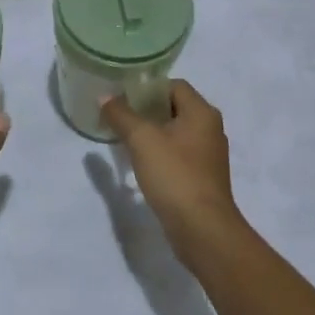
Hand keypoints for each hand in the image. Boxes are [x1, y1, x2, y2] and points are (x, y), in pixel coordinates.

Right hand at [100, 81, 243, 263]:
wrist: (202, 229)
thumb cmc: (174, 175)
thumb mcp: (142, 140)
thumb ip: (121, 115)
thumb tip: (105, 96)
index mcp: (202, 113)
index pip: (173, 85)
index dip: (147, 88)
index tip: (122, 98)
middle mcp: (210, 129)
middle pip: (173, 108)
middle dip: (145, 111)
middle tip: (118, 118)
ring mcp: (208, 155)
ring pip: (175, 133)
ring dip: (151, 134)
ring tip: (124, 140)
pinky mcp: (202, 178)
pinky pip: (178, 155)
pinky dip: (159, 154)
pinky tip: (140, 164)